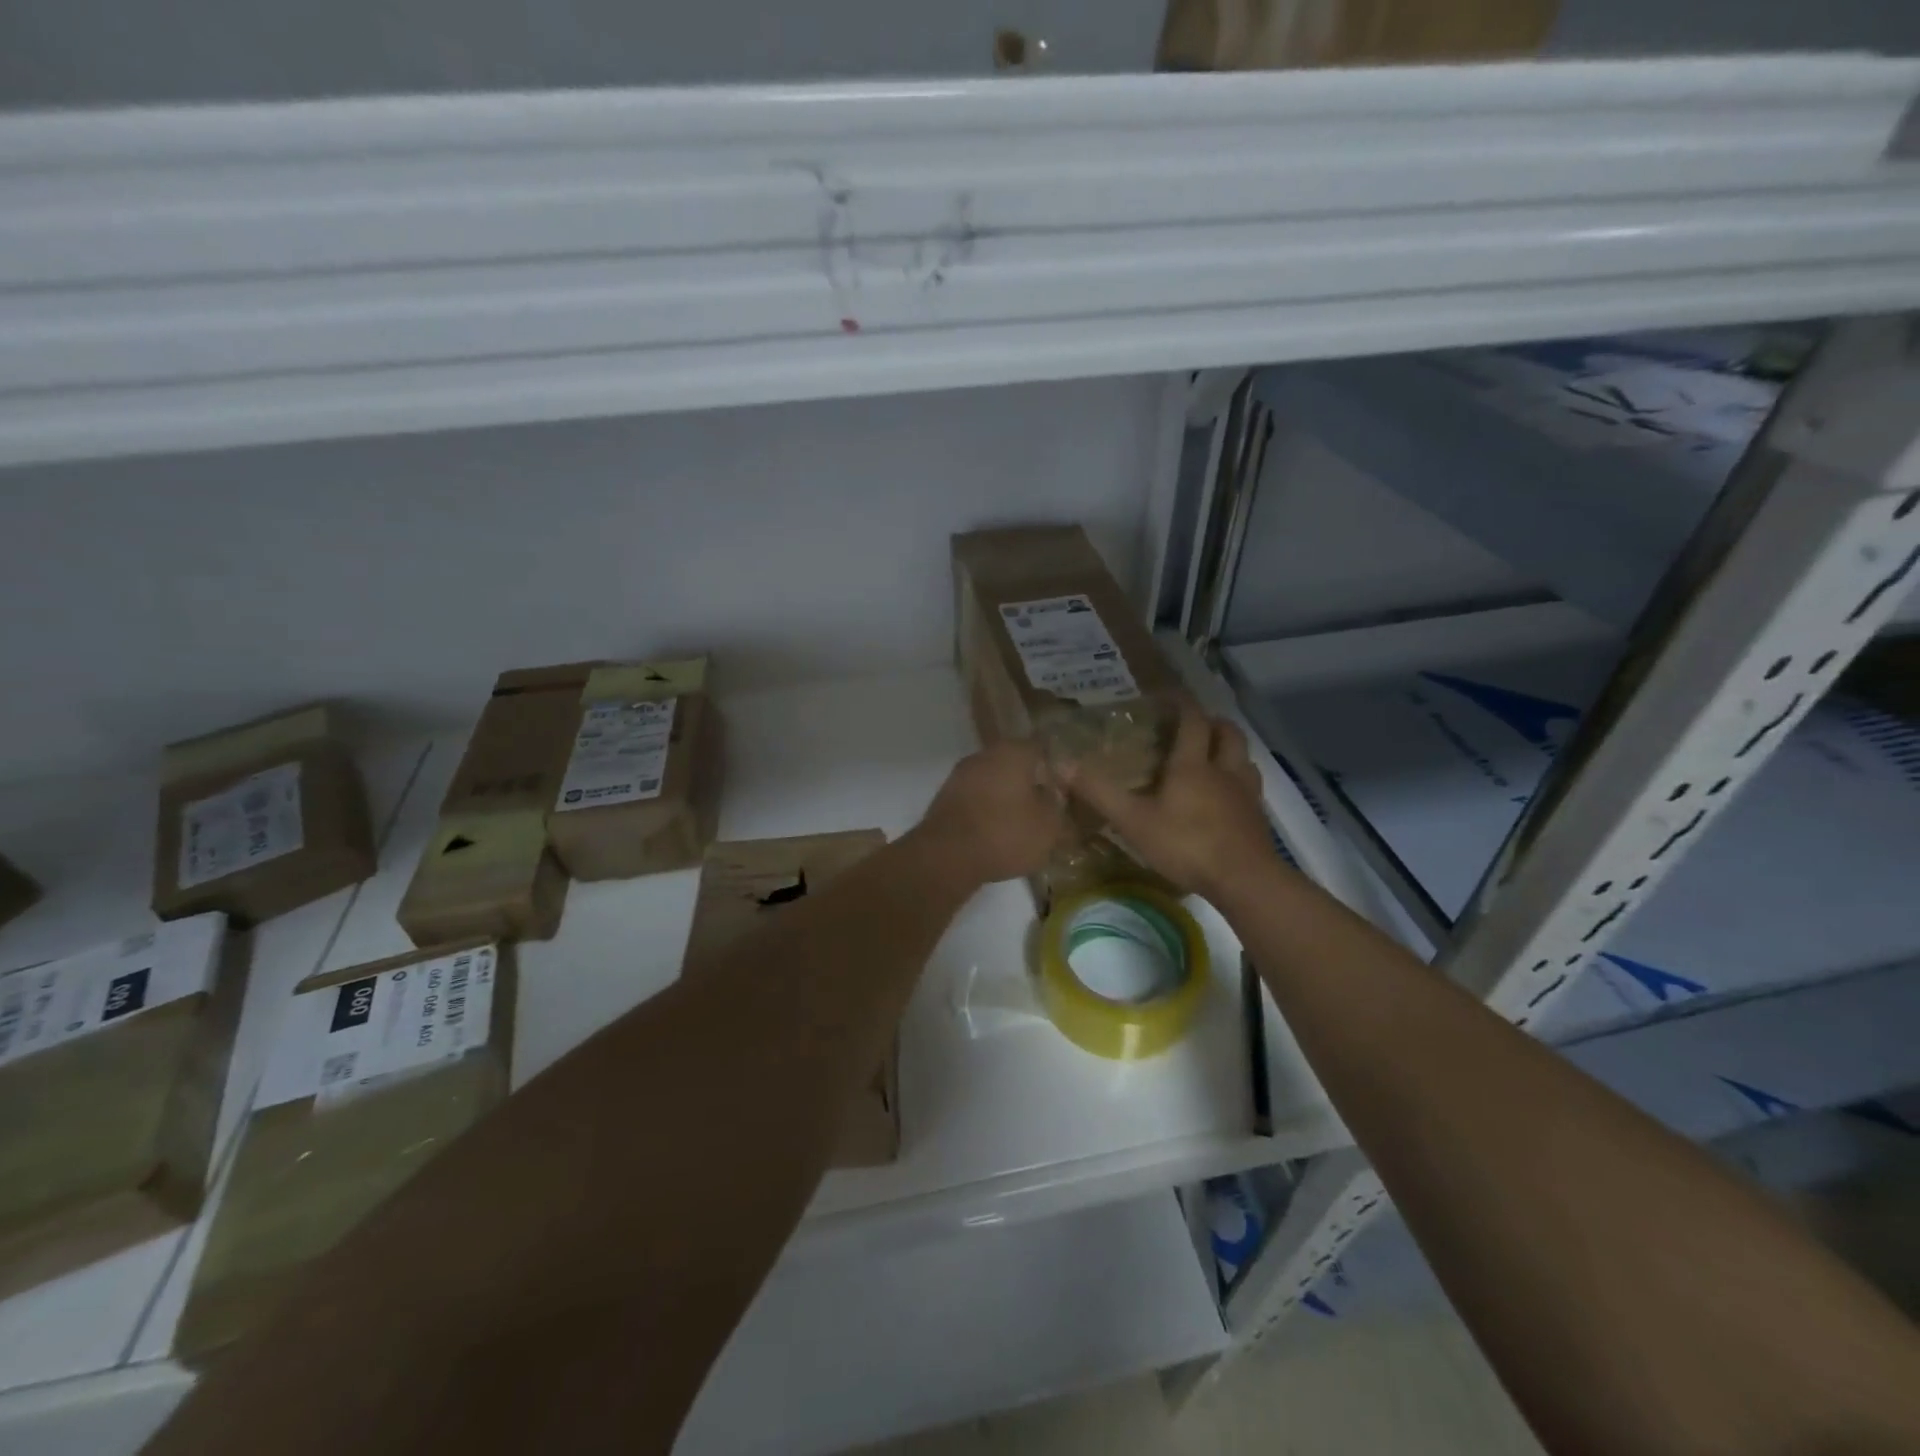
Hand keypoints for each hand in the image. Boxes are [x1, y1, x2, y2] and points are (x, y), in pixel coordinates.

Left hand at [910, 738, 1068, 885]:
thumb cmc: (1005, 834)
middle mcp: (983, 755)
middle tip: (1045, 806)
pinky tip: (996, 833)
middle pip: (1014, 764)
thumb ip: (1056, 805)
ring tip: (1022, 824)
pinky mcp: (945, 800)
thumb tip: (1052, 795)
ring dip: (1006, 798)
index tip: (1065, 786)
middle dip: (1029, 783)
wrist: (946, 857)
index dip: (1055, 766)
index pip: (1041, 748)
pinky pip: (975, 801)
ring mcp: (960, 776)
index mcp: (1012, 752)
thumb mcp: (1048, 825)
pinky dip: (987, 812)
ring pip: (993, 782)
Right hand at [1064, 705, 1279, 900]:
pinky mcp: (1258, 817)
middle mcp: (1224, 770)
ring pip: (1244, 758)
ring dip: (1229, 750)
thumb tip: (1062, 764)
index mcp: (1192, 765)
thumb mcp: (1134, 821)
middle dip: (1212, 722)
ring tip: (1212, 757)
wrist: (1244, 880)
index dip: (1182, 704)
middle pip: (1228, 732)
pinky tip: (1227, 797)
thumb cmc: (1186, 844)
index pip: (1192, 721)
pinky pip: (1251, 786)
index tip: (1170, 697)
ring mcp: (1246, 793)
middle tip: (1194, 726)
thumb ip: (1100, 793)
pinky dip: (1238, 780)